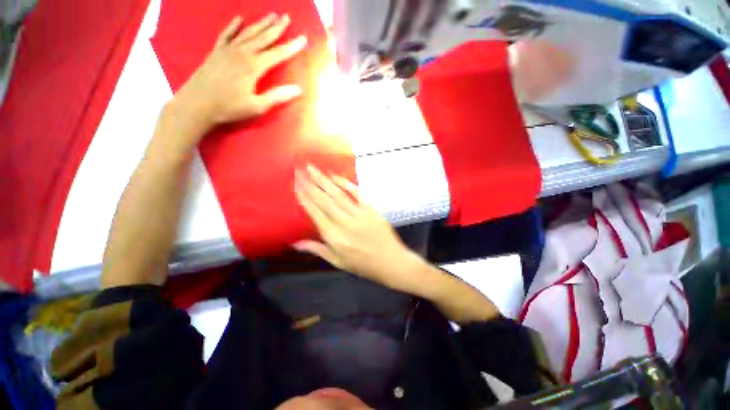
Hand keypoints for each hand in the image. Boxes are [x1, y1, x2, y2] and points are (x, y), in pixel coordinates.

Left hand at [170, 14, 306, 133]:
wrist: (196, 103)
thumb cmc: (229, 107)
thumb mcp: (257, 106)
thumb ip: (277, 96)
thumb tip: (298, 89)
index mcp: (253, 67)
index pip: (277, 54)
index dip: (291, 47)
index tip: (303, 38)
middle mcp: (242, 53)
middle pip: (263, 38)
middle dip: (276, 28)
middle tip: (287, 17)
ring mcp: (227, 50)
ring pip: (248, 33)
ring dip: (260, 24)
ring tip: (271, 15)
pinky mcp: (216, 52)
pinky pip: (227, 34)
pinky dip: (233, 26)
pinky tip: (239, 19)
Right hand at [294, 165, 425, 292]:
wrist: (391, 262)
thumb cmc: (363, 265)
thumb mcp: (338, 262)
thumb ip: (317, 249)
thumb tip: (295, 243)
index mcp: (334, 236)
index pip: (315, 212)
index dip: (304, 197)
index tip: (296, 184)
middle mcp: (344, 222)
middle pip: (324, 200)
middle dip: (310, 184)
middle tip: (300, 170)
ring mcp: (358, 214)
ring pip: (338, 194)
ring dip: (324, 180)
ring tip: (313, 168)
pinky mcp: (370, 210)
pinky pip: (357, 194)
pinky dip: (346, 183)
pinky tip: (336, 176)